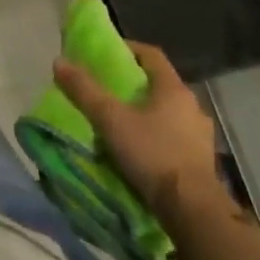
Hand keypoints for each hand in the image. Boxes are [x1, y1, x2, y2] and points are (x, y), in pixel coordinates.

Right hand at [53, 41, 222, 222]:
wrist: (192, 210)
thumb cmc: (152, 153)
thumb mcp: (110, 119)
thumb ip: (84, 90)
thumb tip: (59, 61)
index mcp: (174, 89)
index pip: (151, 54)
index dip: (127, 49)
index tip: (104, 53)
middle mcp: (192, 106)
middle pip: (158, 83)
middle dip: (132, 83)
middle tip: (105, 88)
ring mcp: (200, 135)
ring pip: (166, 111)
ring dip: (144, 111)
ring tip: (119, 120)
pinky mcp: (200, 160)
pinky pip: (173, 135)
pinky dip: (154, 134)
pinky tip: (138, 147)